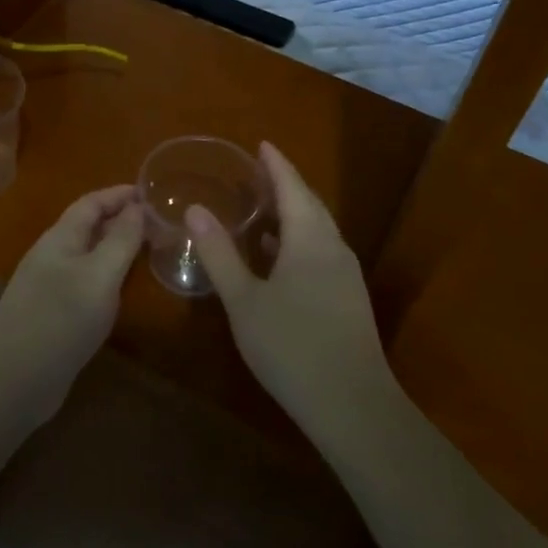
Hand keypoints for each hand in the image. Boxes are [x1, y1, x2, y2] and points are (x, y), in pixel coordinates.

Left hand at [0, 186, 143, 420]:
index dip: (119, 194)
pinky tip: (122, 291)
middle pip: (88, 227)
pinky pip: (85, 283)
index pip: (91, 203)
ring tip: (148, 251)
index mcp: (60, 239)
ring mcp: (49, 287)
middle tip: (159, 223)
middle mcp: (52, 257)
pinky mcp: (52, 315)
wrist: (12, 381)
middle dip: (120, 219)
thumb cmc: (59, 320)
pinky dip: (107, 277)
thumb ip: (121, 240)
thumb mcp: (99, 276)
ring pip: (87, 256)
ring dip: (115, 248)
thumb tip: (138, 207)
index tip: (152, 193)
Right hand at [185, 144, 396, 432]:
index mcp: (310, 239)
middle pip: (310, 205)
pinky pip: (321, 252)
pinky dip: (299, 240)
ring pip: (318, 230)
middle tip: (258, 173)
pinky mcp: (348, 297)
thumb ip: (219, 254)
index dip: (276, 164)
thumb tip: (196, 210)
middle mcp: (334, 247)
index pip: (293, 187)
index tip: (261, 144)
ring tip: (263, 209)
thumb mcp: (244, 300)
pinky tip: (279, 256)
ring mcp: (346, 274)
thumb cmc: (291, 346)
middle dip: (286, 185)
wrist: (352, 403)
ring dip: (293, 214)